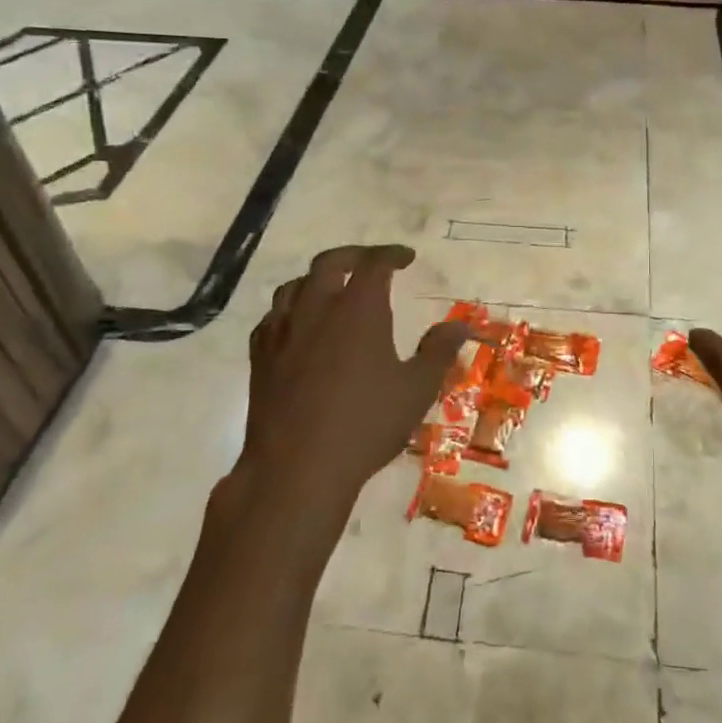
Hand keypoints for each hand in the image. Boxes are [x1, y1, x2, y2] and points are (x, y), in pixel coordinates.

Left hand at [236, 245, 468, 528]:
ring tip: (333, 289)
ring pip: (295, 286)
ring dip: (318, 279)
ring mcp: (282, 331)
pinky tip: (298, 326)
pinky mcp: (260, 355)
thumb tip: (461, 325)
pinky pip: (272, 316)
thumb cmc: (365, 426)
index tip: (406, 258)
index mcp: (358, 309)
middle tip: (371, 263)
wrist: (296, 468)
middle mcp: (317, 308)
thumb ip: (438, 351)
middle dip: (353, 256)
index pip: (374, 263)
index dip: (391, 255)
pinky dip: (290, 309)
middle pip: (329, 263)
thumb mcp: (416, 390)